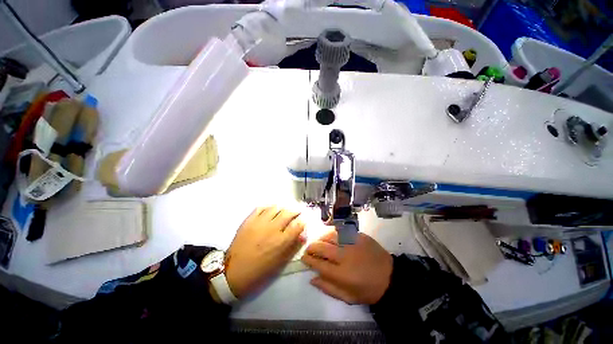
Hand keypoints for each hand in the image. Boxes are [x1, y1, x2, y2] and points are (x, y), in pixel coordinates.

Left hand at [224, 207, 305, 298]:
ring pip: (275, 208)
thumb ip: (293, 247)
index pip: (298, 225)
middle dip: (295, 212)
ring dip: (282, 208)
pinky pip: (261, 208)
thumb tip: (303, 235)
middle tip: (296, 213)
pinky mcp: (249, 220)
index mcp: (281, 241)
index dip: (302, 221)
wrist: (233, 273)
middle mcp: (272, 228)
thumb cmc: (260, 271)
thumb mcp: (280, 263)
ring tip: (283, 211)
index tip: (303, 221)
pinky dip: (268, 208)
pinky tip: (270, 211)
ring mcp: (260, 223)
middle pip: (288, 213)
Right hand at [301, 231, 392, 304]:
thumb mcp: (348, 297)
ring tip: (319, 242)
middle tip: (309, 249)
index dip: (308, 259)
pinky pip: (341, 231)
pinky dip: (333, 234)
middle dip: (311, 247)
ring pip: (330, 236)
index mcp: (341, 274)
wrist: (390, 277)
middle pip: (322, 247)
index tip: (303, 258)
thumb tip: (312, 278)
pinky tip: (331, 237)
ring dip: (321, 238)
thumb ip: (328, 288)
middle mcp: (345, 256)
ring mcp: (352, 243)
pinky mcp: (359, 236)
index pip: (318, 263)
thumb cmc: (368, 290)